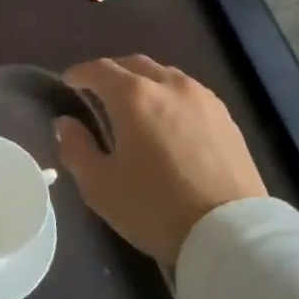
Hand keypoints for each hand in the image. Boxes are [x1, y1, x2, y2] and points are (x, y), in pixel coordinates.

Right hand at [55, 55, 266, 264]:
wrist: (231, 234)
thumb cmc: (155, 208)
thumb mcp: (100, 186)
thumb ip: (76, 148)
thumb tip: (66, 124)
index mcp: (134, 96)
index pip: (98, 69)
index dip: (78, 74)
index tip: (68, 83)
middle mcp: (169, 85)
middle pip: (132, 64)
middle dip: (110, 73)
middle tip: (97, 93)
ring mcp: (202, 98)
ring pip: (164, 74)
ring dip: (142, 81)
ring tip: (134, 106)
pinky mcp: (225, 116)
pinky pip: (188, 92)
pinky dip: (169, 95)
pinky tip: (167, 120)